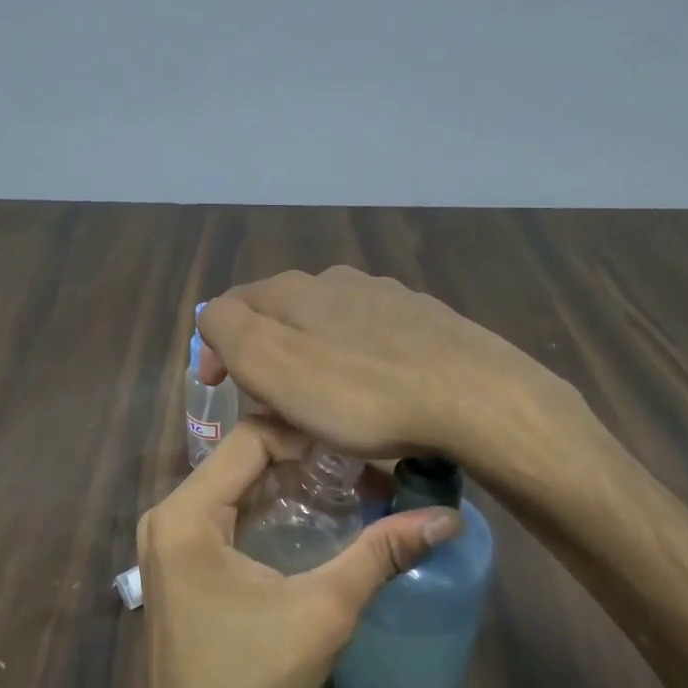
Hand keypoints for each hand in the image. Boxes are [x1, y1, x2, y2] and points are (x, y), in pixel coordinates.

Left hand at [135, 418, 457, 687]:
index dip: (311, 433)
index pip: (252, 436)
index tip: (366, 447)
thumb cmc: (251, 684)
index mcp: (187, 514)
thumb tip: (447, 517)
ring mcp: (172, 542)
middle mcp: (170, 515)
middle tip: (369, 469)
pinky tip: (321, 522)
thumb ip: (381, 553)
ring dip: (294, 484)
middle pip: (245, 458)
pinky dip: (273, 510)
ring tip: (355, 490)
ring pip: (239, 486)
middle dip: (308, 458)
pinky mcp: (182, 566)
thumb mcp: (323, 611)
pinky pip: (230, 516)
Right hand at [197, 266, 571, 464]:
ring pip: (328, 326)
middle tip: (268, 406)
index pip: (232, 304)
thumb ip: (229, 331)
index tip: (220, 391)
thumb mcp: (272, 364)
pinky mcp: (426, 324)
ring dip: (310, 361)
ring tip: (320, 406)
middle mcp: (340, 281)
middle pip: (282, 315)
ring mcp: (388, 298)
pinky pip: (371, 342)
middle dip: (265, 357)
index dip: (216, 348)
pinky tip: (372, 394)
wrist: (472, 398)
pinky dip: (355, 365)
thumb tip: (215, 319)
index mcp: (296, 289)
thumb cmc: (360, 392)